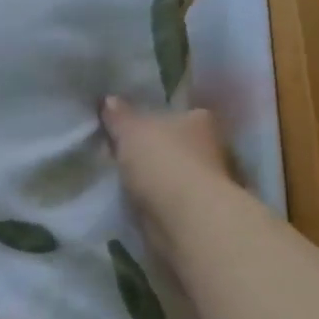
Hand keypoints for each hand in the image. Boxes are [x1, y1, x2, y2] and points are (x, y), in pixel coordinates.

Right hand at [101, 96, 233, 252]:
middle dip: (154, 148)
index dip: (154, 118)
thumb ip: (118, 115)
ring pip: (173, 172)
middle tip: (122, 151)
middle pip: (176, 142)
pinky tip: (135, 199)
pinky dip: (157, 199)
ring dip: (155, 176)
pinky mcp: (198, 210)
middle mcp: (211, 147)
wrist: (185, 219)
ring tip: (123, 177)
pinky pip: (170, 197)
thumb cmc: (163, 161)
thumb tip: (108, 99)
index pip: (177, 112)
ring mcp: (208, 181)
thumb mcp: (130, 130)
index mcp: (200, 119)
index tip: (132, 126)